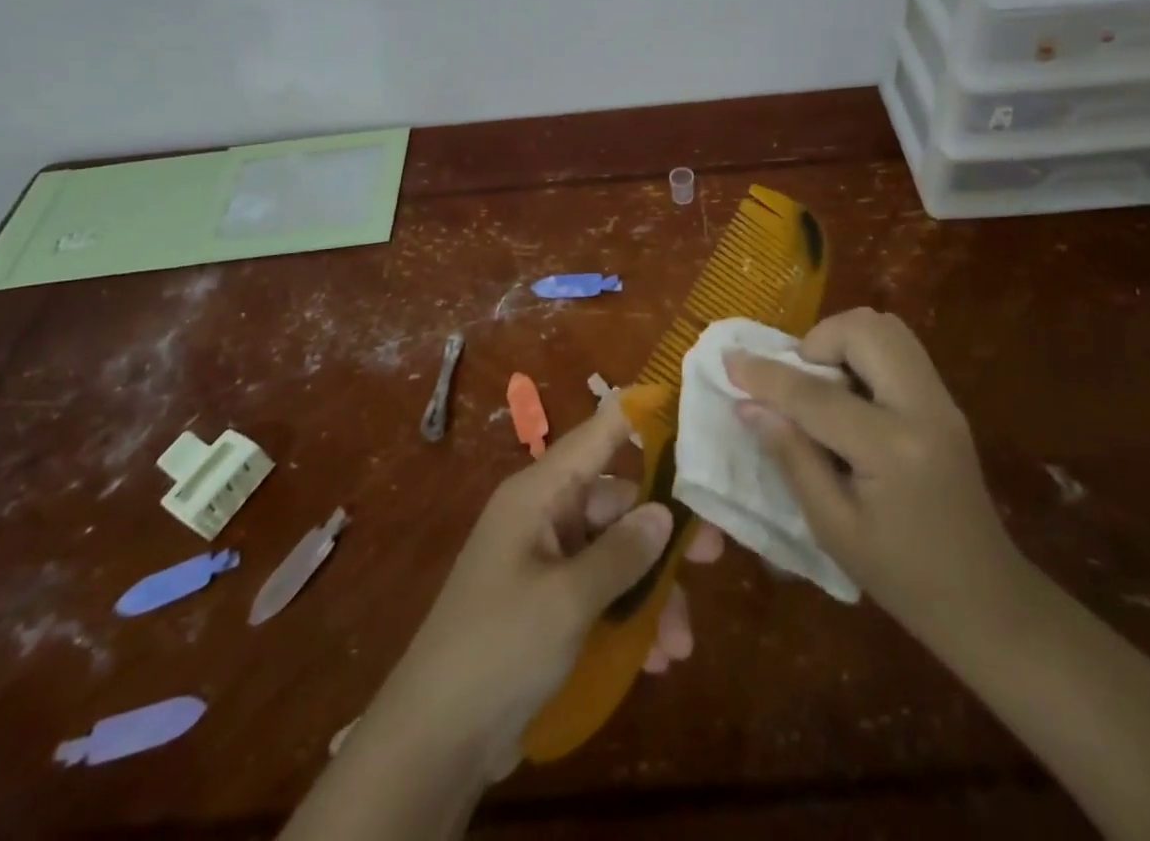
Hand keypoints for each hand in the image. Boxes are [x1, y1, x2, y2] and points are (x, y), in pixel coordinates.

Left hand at [346, 397, 722, 783]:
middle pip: (617, 503)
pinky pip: (601, 594)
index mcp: (540, 493)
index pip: (598, 434)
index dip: (641, 416)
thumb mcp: (568, 600)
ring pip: (615, 554)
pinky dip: (630, 619)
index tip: (688, 407)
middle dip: (664, 534)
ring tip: (682, 643)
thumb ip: (622, 554)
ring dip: (652, 593)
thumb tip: (665, 514)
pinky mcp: (548, 606)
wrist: (433, 742)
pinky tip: (657, 660)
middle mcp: (544, 516)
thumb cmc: (499, 647)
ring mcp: (546, 562)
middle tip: (716, 555)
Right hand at [725, 307, 1021, 656]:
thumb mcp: (833, 527)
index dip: (766, 376)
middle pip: (864, 331)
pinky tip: (849, 396)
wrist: (987, 600)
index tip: (729, 361)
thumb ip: (791, 456)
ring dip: (842, 341)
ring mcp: (941, 399)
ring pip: (886, 328)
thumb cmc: (902, 577)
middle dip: (817, 341)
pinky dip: (863, 353)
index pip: (816, 394)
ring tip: (821, 385)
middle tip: (795, 381)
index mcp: (893, 448)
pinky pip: (898, 349)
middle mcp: (923, 407)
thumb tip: (748, 405)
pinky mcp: (945, 401)